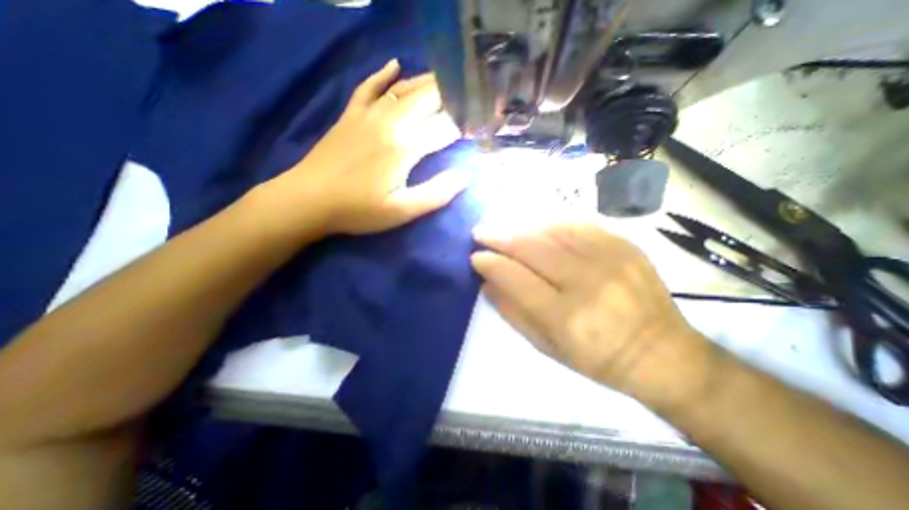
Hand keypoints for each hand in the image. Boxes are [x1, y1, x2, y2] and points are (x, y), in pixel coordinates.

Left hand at [260, 58, 463, 235]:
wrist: (308, 200)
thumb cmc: (358, 210)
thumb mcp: (402, 211)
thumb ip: (437, 193)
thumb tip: (465, 176)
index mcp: (406, 145)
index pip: (446, 127)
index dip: (466, 124)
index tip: (480, 126)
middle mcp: (391, 121)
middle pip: (428, 98)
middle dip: (453, 97)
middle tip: (470, 99)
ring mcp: (368, 114)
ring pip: (404, 88)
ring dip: (428, 83)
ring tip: (448, 81)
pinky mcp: (350, 115)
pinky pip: (368, 87)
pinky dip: (383, 74)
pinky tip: (395, 65)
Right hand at [469, 213, 709, 399]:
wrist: (662, 353)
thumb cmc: (597, 358)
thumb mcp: (547, 347)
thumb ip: (513, 312)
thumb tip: (487, 282)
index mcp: (566, 318)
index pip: (516, 278)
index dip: (491, 263)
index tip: (475, 256)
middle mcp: (588, 283)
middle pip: (533, 247)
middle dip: (500, 236)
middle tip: (480, 231)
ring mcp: (611, 259)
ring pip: (553, 230)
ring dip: (521, 225)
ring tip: (503, 226)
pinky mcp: (626, 245)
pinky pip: (578, 224)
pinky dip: (551, 222)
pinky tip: (536, 224)